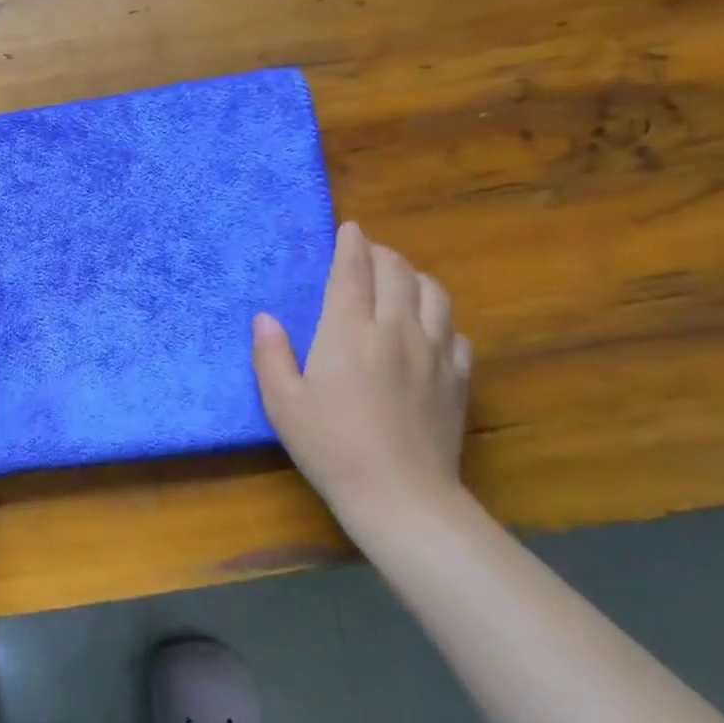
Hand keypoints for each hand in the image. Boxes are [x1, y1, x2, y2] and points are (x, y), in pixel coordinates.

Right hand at [252, 222, 471, 517]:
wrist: (400, 494)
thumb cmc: (330, 446)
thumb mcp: (282, 403)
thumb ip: (271, 355)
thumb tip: (265, 318)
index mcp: (348, 331)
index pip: (353, 271)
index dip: (350, 244)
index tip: (349, 228)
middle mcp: (395, 329)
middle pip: (397, 272)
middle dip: (382, 253)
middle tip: (368, 253)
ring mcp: (433, 352)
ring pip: (434, 293)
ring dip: (415, 277)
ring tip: (400, 280)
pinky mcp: (458, 377)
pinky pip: (455, 331)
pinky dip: (440, 317)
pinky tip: (428, 328)